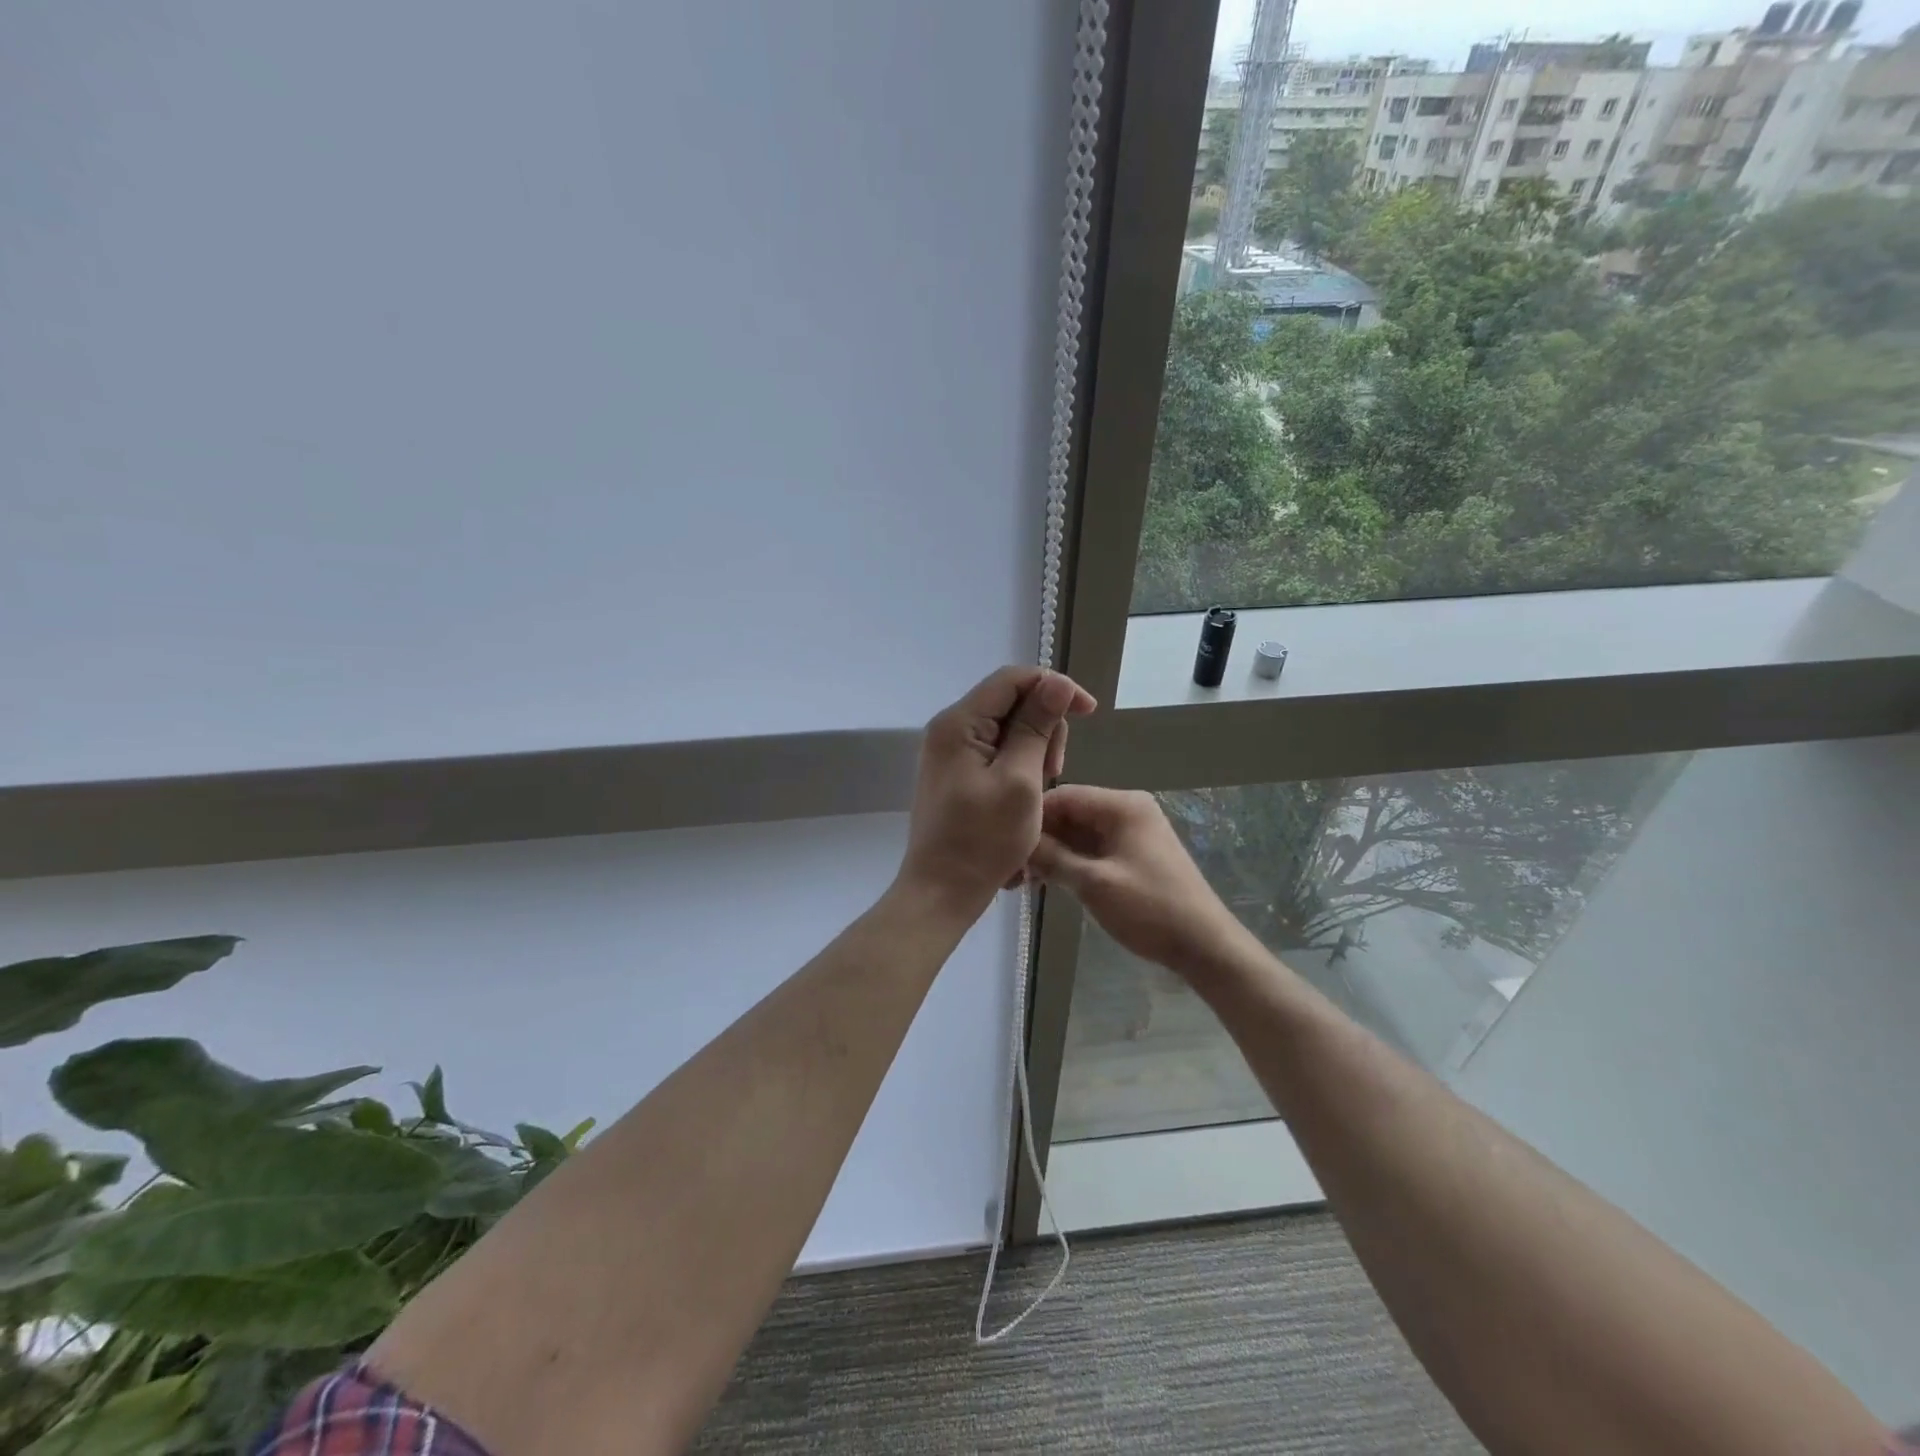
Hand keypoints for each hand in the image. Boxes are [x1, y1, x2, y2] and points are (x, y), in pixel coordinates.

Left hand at [896, 666, 1096, 919]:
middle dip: (1044, 727)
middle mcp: (950, 728)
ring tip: (1040, 789)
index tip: (1088, 712)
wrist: (942, 891)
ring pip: (1008, 728)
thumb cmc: (983, 840)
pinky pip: (997, 751)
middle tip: (1055, 770)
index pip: (1013, 678)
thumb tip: (1056, 682)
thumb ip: (1036, 727)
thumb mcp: (1020, 781)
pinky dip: (1020, 765)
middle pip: (1012, 701)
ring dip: (1035, 750)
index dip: (1054, 687)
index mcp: (959, 723)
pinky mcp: (957, 772)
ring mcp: (951, 752)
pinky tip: (1027, 794)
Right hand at [1027, 786, 1248, 974]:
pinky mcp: (1134, 854)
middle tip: (1010, 869)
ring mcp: (1132, 832)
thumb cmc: (1150, 908)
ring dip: (1053, 853)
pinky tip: (1048, 881)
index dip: (1032, 818)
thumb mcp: (1093, 883)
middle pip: (1071, 813)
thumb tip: (1017, 843)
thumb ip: (1052, 858)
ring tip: (1023, 880)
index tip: (1004, 844)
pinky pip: (1093, 848)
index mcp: (1123, 805)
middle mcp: (1128, 809)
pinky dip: (1071, 862)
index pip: (1064, 796)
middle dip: (1041, 839)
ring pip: (1079, 833)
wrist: (1204, 945)